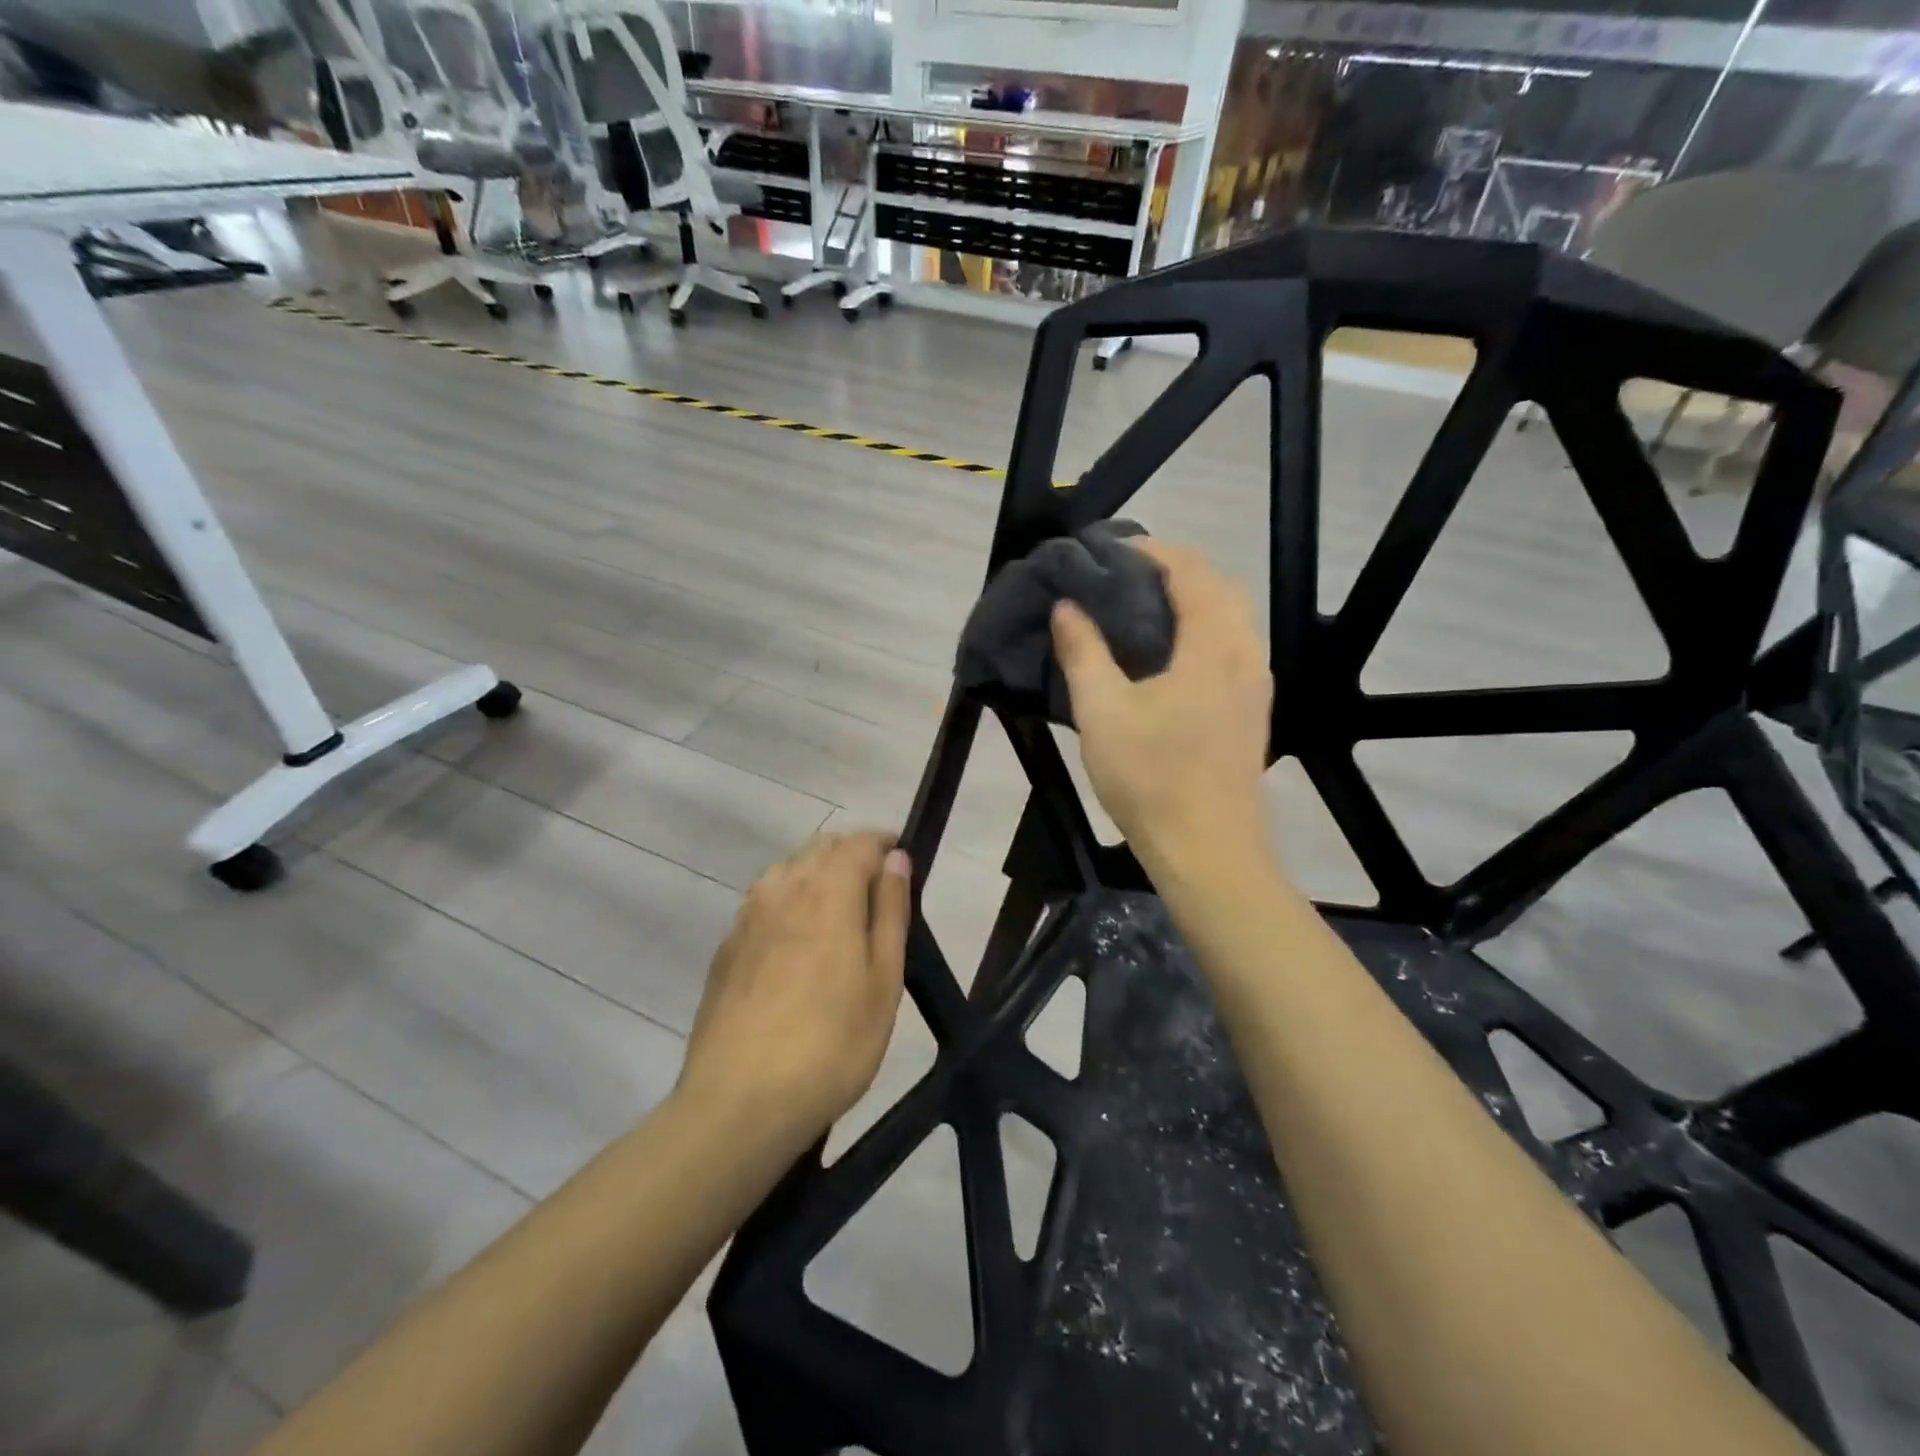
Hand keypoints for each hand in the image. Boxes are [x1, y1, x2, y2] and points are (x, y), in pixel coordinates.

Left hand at [677, 832, 911, 1147]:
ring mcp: (747, 918)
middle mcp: (782, 890)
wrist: (739, 1103)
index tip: (902, 858)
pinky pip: (762, 903)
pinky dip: (787, 903)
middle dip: (851, 854)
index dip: (883, 843)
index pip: (858, 842)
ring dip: (816, 874)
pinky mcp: (726, 949)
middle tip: (876, 889)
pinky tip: (795, 944)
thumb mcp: (883, 980)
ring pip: (786, 871)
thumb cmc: (833, 1044)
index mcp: (827, 892)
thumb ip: (890, 910)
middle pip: (819, 848)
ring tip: (837, 912)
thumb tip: (896, 858)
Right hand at [1051, 540, 1271, 870]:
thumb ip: (1083, 652)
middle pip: (1220, 586)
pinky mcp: (1252, 712)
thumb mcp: (1102, 712)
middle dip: (1175, 571)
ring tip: (1141, 615)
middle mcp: (1245, 654)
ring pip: (1232, 619)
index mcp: (1212, 645)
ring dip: (1192, 602)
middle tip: (1124, 581)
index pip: (1190, 570)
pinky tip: (1168, 661)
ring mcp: (1255, 685)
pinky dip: (1203, 633)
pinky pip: (1234, 648)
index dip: (1151, 550)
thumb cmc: (1151, 778)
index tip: (1109, 553)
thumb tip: (1067, 607)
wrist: (1208, 851)